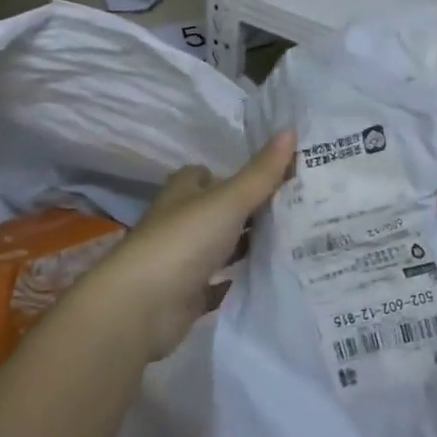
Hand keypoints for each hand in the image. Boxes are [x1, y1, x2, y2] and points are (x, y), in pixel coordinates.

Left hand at [74, 131, 294, 359]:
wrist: (142, 307)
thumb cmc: (184, 240)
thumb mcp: (229, 200)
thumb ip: (261, 172)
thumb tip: (291, 128)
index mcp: (183, 192)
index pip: (206, 174)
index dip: (234, 174)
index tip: (273, 176)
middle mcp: (180, 222)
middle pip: (217, 210)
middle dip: (248, 209)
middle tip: (295, 207)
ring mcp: (181, 259)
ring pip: (220, 245)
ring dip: (245, 243)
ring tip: (292, 240)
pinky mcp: (187, 294)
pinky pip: (218, 282)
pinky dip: (236, 279)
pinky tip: (266, 276)